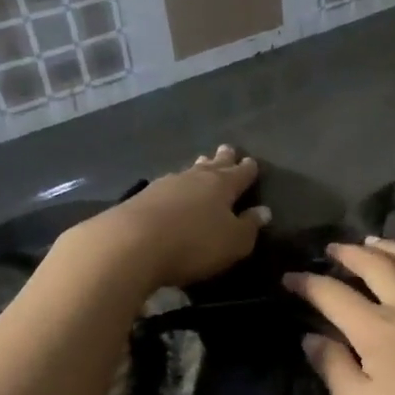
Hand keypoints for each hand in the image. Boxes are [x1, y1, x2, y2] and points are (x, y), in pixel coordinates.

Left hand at [90, 146, 270, 289]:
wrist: (130, 244)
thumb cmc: (194, 243)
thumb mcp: (234, 242)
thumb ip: (250, 226)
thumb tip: (263, 211)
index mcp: (222, 185)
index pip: (240, 174)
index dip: (248, 169)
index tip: (252, 162)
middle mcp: (194, 178)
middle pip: (212, 165)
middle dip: (222, 159)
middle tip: (227, 149)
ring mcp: (164, 185)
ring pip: (187, 173)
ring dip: (196, 169)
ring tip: (201, 164)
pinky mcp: (140, 198)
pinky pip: (166, 187)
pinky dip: (175, 188)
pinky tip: (172, 190)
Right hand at [285, 238, 394, 394]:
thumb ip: (334, 370)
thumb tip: (310, 337)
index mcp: (376, 329)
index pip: (333, 295)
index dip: (308, 283)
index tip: (290, 277)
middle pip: (375, 266)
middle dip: (349, 253)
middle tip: (334, 248)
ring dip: (390, 247)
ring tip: (375, 241)